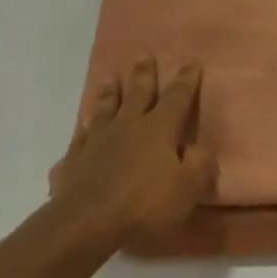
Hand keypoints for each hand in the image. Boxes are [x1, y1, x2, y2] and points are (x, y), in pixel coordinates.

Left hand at [50, 57, 215, 247]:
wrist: (86, 222)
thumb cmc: (144, 205)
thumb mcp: (187, 189)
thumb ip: (199, 166)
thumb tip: (202, 148)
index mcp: (158, 130)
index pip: (177, 98)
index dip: (186, 80)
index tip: (191, 61)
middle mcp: (127, 126)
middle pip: (137, 94)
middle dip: (143, 75)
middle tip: (143, 55)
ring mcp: (97, 141)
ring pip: (104, 109)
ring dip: (109, 93)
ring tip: (109, 79)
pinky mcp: (74, 159)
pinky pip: (80, 138)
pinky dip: (83, 131)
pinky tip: (81, 129)